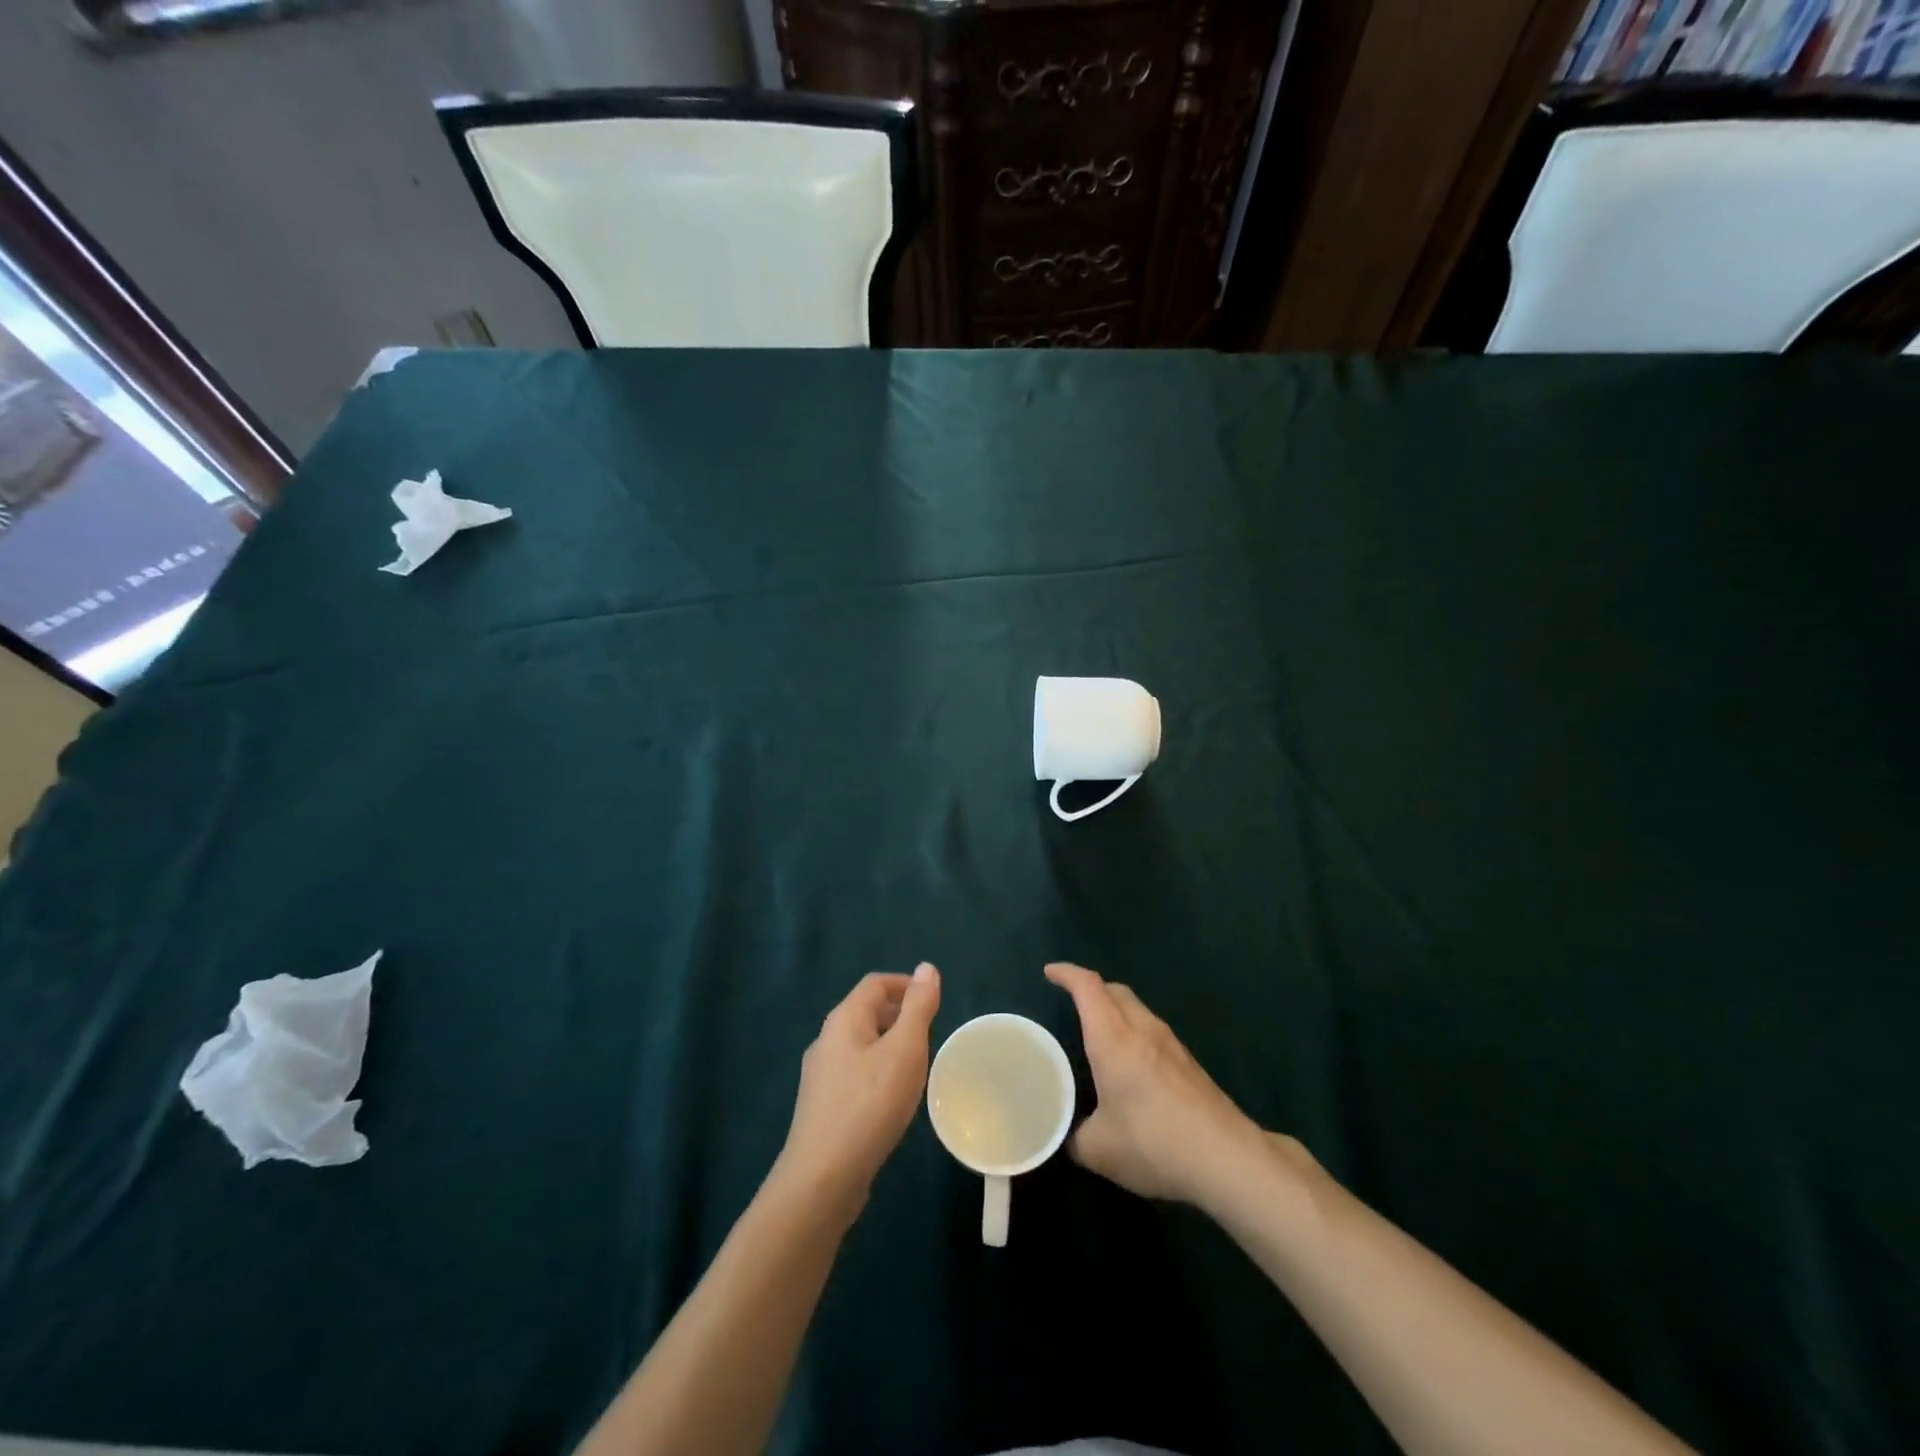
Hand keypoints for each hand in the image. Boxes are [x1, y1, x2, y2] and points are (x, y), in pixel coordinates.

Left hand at [775, 963, 940, 1218]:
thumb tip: (926, 967)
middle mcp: (826, 1040)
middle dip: (899, 1014)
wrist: (822, 1178)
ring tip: (916, 1065)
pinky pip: (854, 1073)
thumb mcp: (904, 1050)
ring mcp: (820, 1075)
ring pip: (860, 1044)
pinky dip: (877, 1071)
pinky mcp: (822, 1106)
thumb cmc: (869, 1105)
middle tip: (930, 1034)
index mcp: (844, 1020)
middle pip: (865, 1011)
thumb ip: (918, 1007)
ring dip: (889, 1045)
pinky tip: (892, 1098)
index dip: (905, 984)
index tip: (933, 1002)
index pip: (875, 983)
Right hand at [1046, 962, 1262, 1207]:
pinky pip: (1154, 1032)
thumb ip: (1075, 1137)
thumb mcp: (1099, 1150)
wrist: (1227, 1158)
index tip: (1050, 972)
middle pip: (1115, 990)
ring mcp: (1172, 1045)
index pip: (1088, 987)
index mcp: (1113, 1039)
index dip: (1067, 974)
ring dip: (1116, 1010)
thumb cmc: (1153, 1143)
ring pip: (1138, 1010)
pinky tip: (1133, 1066)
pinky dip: (1135, 1034)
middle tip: (1073, 1003)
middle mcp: (1142, 1030)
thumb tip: (1066, 1135)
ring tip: (1101, 1035)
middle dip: (1091, 988)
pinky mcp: (1191, 1064)